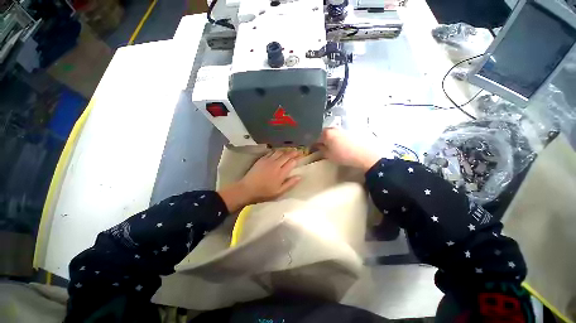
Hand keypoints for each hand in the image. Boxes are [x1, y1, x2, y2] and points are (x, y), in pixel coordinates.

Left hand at [219, 150, 301, 211]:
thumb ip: (290, 184)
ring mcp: (268, 161)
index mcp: (281, 173)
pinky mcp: (262, 159)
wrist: (248, 189)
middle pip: (287, 155)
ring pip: (279, 152)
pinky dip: (277, 151)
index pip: (292, 162)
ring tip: (289, 150)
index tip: (301, 156)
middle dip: (293, 152)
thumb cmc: (264, 192)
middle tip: (298, 151)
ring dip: (285, 151)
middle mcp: (276, 164)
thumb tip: (300, 176)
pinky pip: (271, 152)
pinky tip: (278, 152)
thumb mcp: (279, 192)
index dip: (297, 158)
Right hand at [316, 128, 379, 171]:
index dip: (313, 144)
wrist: (364, 154)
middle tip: (322, 148)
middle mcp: (334, 128)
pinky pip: (340, 134)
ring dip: (330, 139)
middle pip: (324, 134)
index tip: (313, 149)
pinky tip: (340, 145)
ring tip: (332, 148)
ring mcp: (343, 128)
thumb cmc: (343, 155)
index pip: (315, 138)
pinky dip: (338, 139)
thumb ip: (321, 149)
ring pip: (332, 134)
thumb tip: (316, 146)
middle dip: (322, 140)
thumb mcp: (328, 155)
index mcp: (326, 133)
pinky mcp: (350, 131)